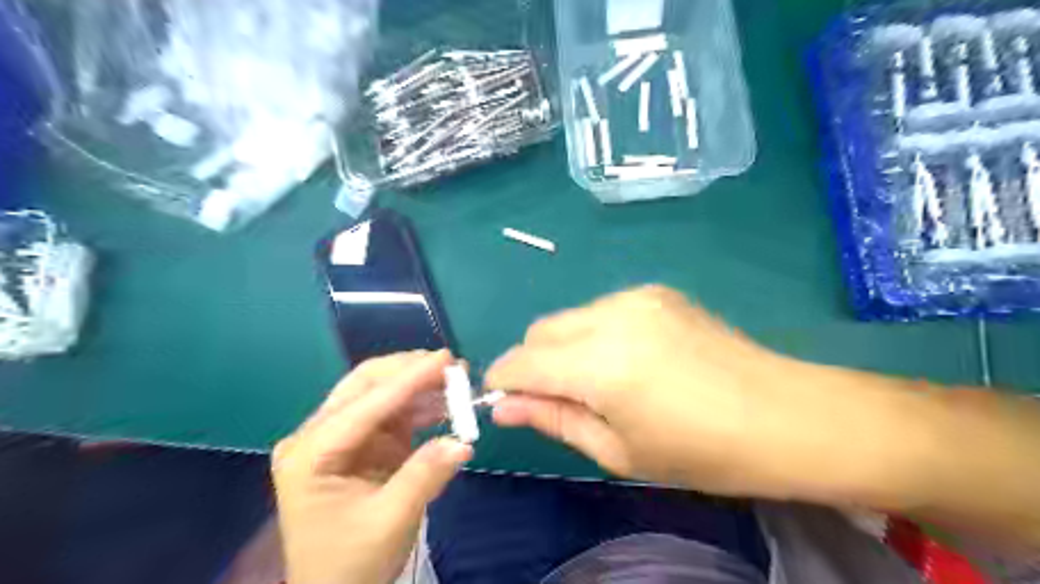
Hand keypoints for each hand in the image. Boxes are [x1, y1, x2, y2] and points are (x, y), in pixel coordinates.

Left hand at [274, 352, 475, 583]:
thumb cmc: (351, 564)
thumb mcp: (390, 522)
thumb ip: (425, 476)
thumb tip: (463, 441)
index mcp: (310, 453)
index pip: (365, 404)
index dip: (409, 379)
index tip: (446, 358)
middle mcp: (318, 435)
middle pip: (366, 385)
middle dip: (410, 372)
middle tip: (453, 366)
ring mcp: (339, 437)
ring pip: (381, 394)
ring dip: (419, 387)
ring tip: (457, 382)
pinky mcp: (361, 443)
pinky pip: (393, 413)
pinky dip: (420, 407)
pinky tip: (445, 405)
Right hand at [484, 283, 930, 502]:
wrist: (784, 415)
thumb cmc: (700, 451)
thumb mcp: (618, 450)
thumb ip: (554, 420)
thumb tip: (504, 407)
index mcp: (600, 364)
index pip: (521, 362)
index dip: (502, 381)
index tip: (504, 402)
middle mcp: (610, 317)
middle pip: (540, 330)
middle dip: (532, 363)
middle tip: (558, 399)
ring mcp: (636, 297)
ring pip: (570, 318)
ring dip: (565, 347)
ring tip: (601, 381)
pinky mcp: (656, 292)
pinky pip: (602, 310)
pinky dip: (595, 334)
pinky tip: (629, 360)